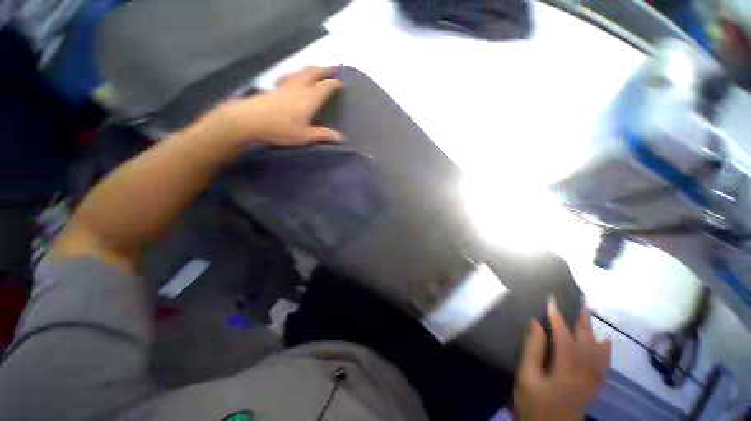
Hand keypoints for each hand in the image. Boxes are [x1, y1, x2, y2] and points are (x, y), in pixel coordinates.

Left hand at [216, 66, 342, 145]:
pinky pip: (290, 75)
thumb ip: (324, 135)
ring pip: (302, 71)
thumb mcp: (306, 136)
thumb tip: (341, 138)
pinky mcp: (276, 88)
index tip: (341, 83)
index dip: (334, 83)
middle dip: (325, 69)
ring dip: (312, 69)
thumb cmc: (282, 129)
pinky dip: (296, 74)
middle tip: (334, 68)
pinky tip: (294, 77)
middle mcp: (300, 87)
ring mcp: (286, 85)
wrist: (251, 120)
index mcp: (310, 98)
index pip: (326, 86)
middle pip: (314, 72)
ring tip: (318, 69)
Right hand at [514, 299, 611, 420]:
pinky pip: (603, 367)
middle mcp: (584, 375)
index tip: (552, 300)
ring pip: (597, 354)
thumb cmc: (533, 404)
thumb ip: (533, 350)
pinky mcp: (592, 389)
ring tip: (591, 316)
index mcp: (565, 372)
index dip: (558, 318)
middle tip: (582, 301)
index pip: (564, 338)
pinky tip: (606, 343)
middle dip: (583, 320)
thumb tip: (536, 324)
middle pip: (586, 343)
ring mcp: (591, 383)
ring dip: (594, 332)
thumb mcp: (527, 377)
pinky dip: (605, 353)